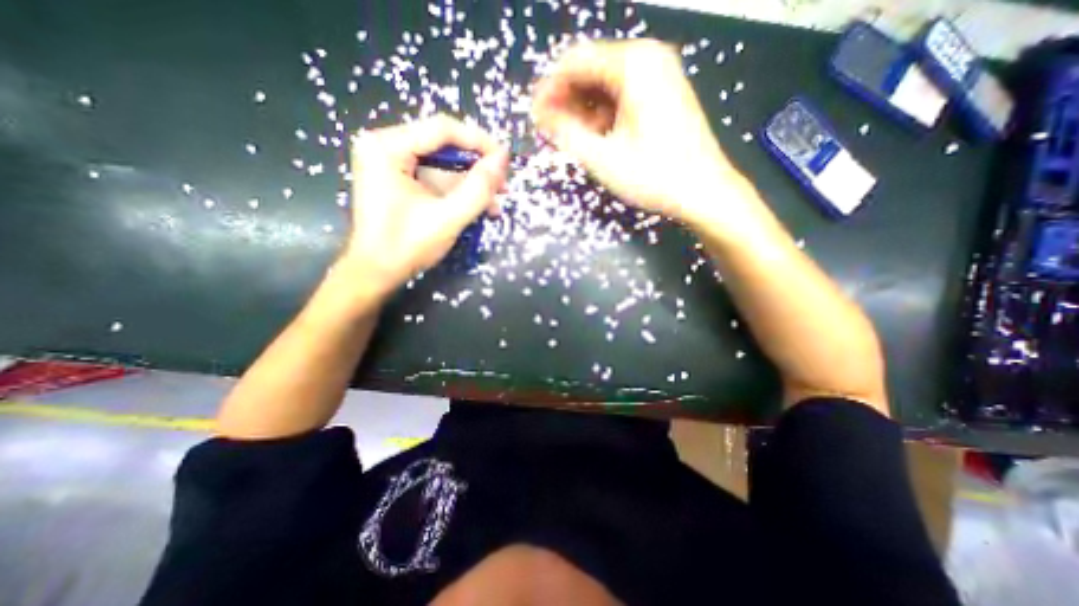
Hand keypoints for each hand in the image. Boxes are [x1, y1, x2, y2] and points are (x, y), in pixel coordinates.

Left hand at [341, 113, 511, 297]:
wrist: (376, 274)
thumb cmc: (406, 247)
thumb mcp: (448, 217)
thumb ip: (478, 188)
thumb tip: (502, 159)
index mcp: (387, 147)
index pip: (442, 129)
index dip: (479, 142)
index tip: (506, 160)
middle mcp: (386, 147)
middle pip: (444, 146)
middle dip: (477, 167)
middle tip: (503, 185)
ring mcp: (392, 164)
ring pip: (444, 165)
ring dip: (472, 184)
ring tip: (496, 203)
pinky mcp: (400, 181)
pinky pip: (436, 179)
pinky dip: (459, 192)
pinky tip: (480, 207)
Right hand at [530, 37, 751, 227]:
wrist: (703, 192)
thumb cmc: (653, 176)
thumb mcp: (602, 157)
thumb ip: (565, 132)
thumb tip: (539, 115)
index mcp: (633, 64)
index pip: (575, 62)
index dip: (549, 89)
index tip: (534, 118)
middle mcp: (647, 59)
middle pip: (590, 71)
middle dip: (565, 102)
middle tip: (549, 133)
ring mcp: (658, 76)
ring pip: (605, 86)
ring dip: (582, 111)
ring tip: (569, 140)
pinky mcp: (662, 95)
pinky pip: (621, 96)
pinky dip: (602, 115)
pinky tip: (594, 139)